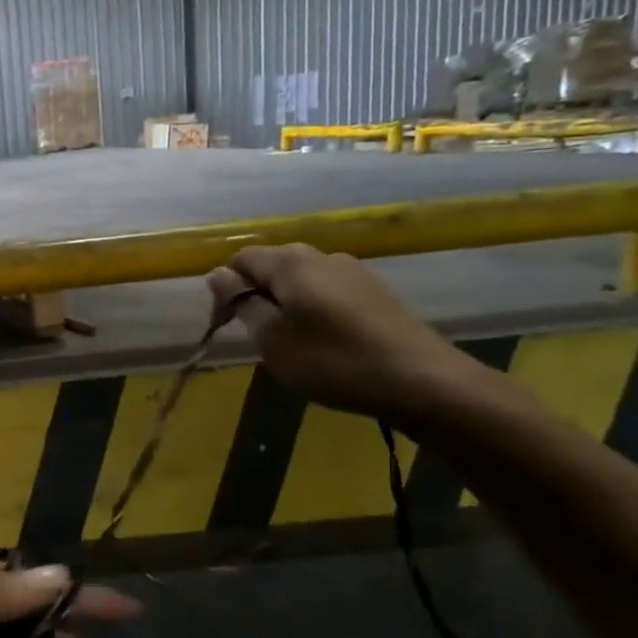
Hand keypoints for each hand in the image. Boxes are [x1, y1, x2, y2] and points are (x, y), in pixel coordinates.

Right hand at [206, 243, 484, 424]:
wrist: (420, 381)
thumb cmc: (332, 361)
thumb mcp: (272, 338)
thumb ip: (243, 303)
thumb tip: (217, 274)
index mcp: (290, 262)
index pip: (240, 259)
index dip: (225, 290)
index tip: (228, 327)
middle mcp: (320, 256)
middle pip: (271, 266)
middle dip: (255, 295)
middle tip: (257, 337)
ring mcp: (353, 271)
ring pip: (300, 280)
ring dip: (284, 304)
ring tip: (290, 343)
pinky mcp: (374, 291)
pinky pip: (327, 292)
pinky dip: (313, 310)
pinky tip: (324, 342)